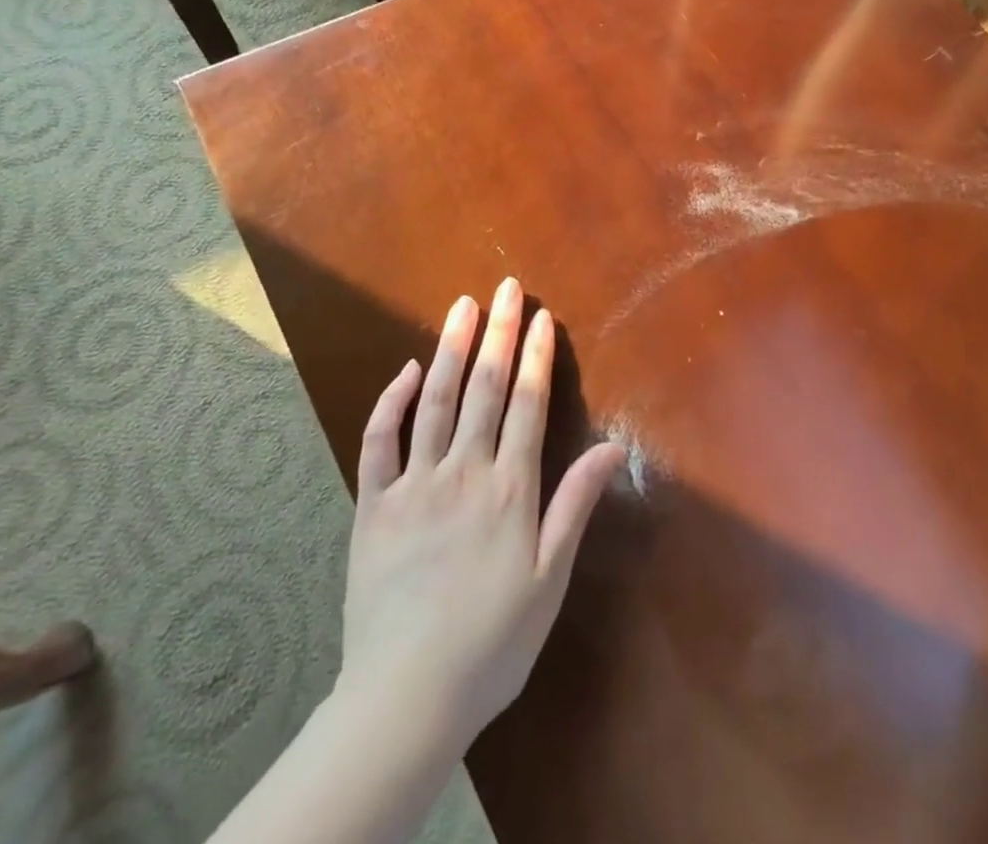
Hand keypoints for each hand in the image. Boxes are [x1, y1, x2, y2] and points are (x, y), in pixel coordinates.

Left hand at [335, 277, 625, 749]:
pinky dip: (392, 401)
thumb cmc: (492, 641)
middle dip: (497, 333)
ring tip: (462, 306)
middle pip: (483, 388)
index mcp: (510, 489)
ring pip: (435, 401)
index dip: (535, 356)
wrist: (406, 698)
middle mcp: (463, 472)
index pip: (526, 404)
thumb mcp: (550, 578)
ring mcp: (414, 485)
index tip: (540, 317)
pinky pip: (379, 442)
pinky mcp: (373, 506)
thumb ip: (577, 504)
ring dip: (450, 348)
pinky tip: (407, 370)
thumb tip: (614, 448)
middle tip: (505, 288)